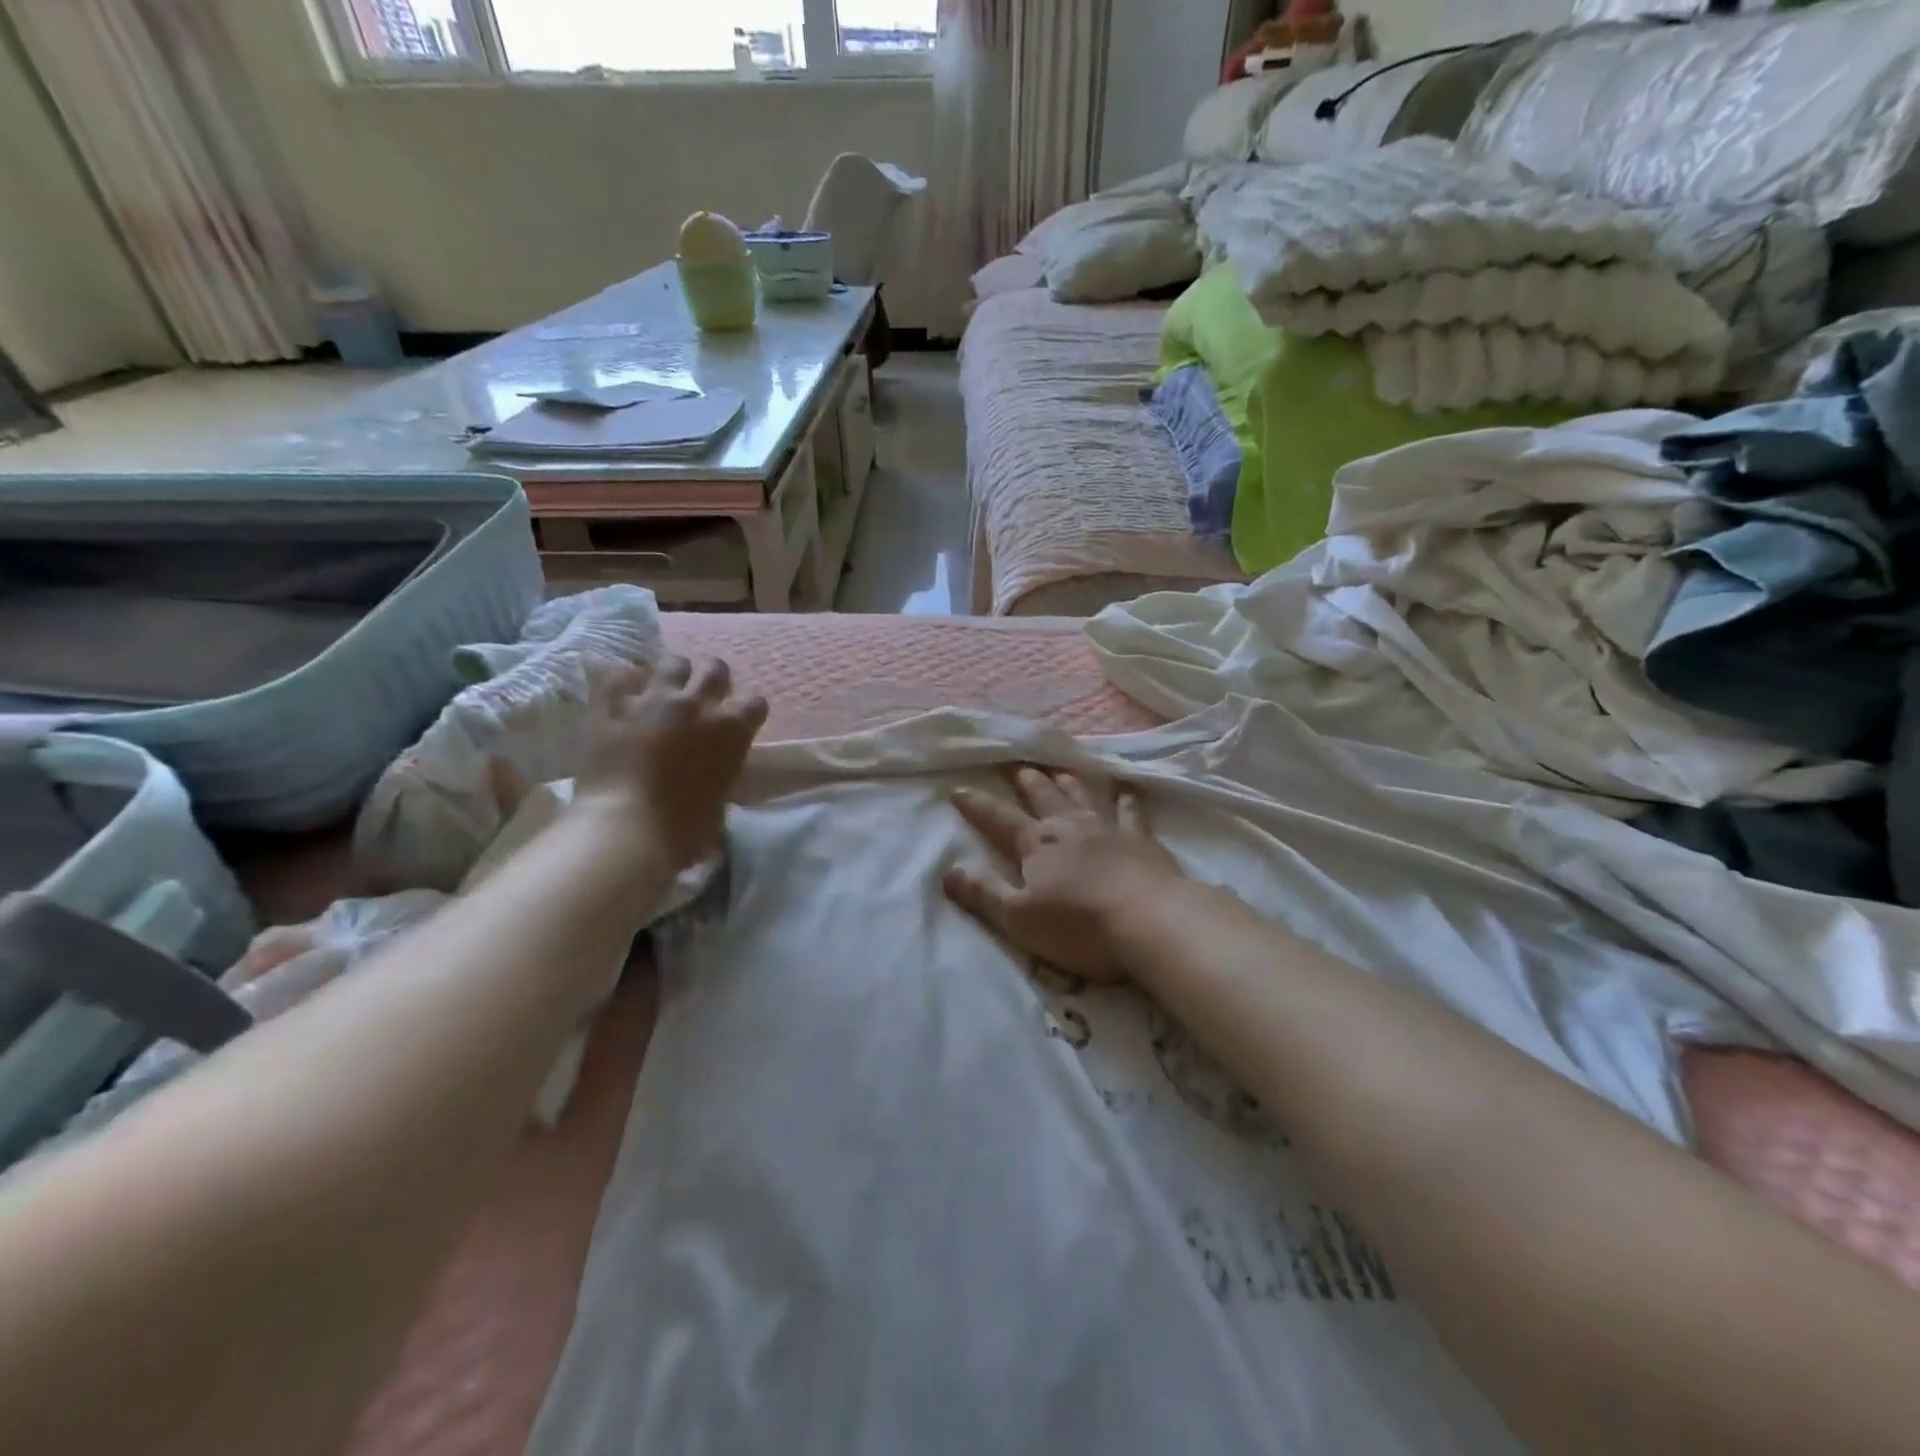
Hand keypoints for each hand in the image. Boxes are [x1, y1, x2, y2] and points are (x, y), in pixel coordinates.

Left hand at [573, 655, 767, 872]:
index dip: (747, 712)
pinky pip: (617, 674)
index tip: (738, 722)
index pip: (755, 703)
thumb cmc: (684, 828)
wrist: (627, 828)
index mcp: (732, 730)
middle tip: (700, 698)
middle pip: (715, 668)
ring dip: (671, 674)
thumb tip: (712, 774)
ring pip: (672, 662)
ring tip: (661, 690)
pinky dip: (622, 681)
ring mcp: (654, 699)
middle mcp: (698, 704)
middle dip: (711, 679)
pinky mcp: (612, 703)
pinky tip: (620, 691)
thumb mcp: (720, 800)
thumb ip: (720, 772)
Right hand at [943, 767, 1183, 982]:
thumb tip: (948, 872)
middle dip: (1026, 782)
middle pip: (1043, 797)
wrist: (1150, 921)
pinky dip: (1126, 800)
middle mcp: (1069, 827)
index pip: (998, 819)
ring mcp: (1108, 829)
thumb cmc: (1079, 926)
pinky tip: (1126, 792)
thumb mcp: (1019, 920)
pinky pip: (1131, 812)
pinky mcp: (1141, 840)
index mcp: (1036, 845)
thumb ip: (983, 895)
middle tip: (1016, 767)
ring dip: (1067, 782)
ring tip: (1058, 770)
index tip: (958, 789)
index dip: (976, 806)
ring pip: (1082, 796)